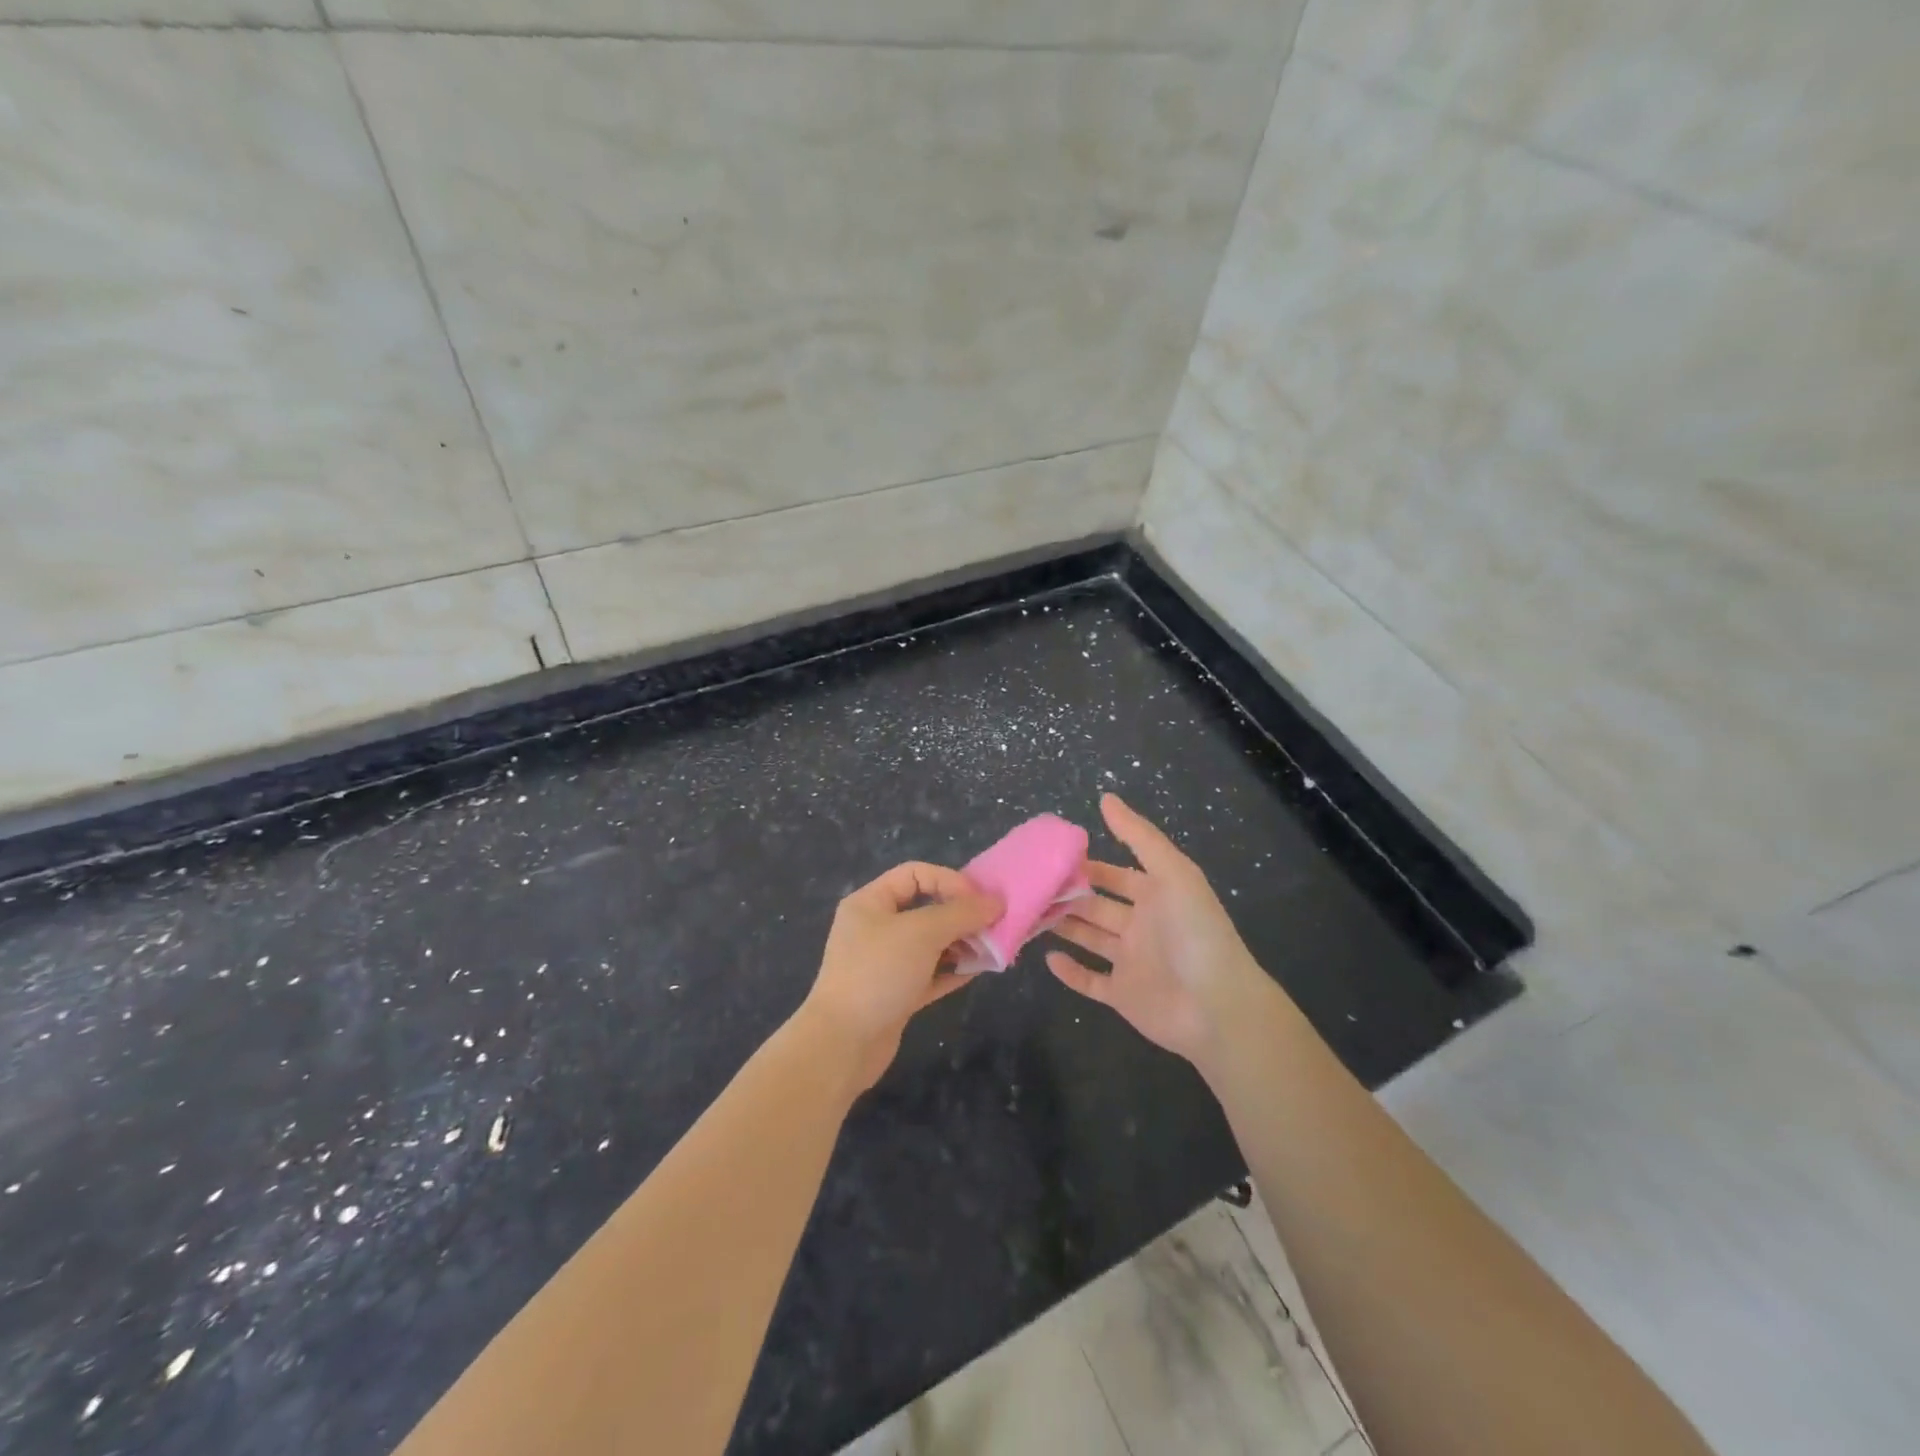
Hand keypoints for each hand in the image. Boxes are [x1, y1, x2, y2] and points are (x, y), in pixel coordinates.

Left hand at [800, 862, 1001, 1091]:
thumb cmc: (878, 973)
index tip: (979, 901)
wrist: (842, 1044)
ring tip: (991, 949)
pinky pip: (931, 974)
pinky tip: (979, 971)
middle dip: (961, 915)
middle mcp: (876, 928)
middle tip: (993, 925)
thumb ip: (961, 914)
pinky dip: (953, 970)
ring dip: (961, 943)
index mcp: (870, 902)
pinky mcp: (895, 994)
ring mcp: (885, 963)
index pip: (915, 874)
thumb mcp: (922, 933)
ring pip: (931, 943)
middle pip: (926, 908)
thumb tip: (995, 902)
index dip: (949, 880)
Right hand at [1047, 794, 1271, 1063]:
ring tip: (1029, 913)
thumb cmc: (1195, 933)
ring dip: (1064, 926)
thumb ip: (1139, 837)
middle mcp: (1142, 926)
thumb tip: (1106, 797)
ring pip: (1089, 939)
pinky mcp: (1123, 995)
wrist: (1217, 1007)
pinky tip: (1047, 958)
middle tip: (1030, 886)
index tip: (1052, 857)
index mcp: (1157, 896)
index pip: (1116, 875)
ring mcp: (1132, 962)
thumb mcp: (1173, 873)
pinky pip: (1091, 981)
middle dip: (1068, 895)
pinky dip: (1070, 972)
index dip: (1088, 866)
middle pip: (1097, 906)